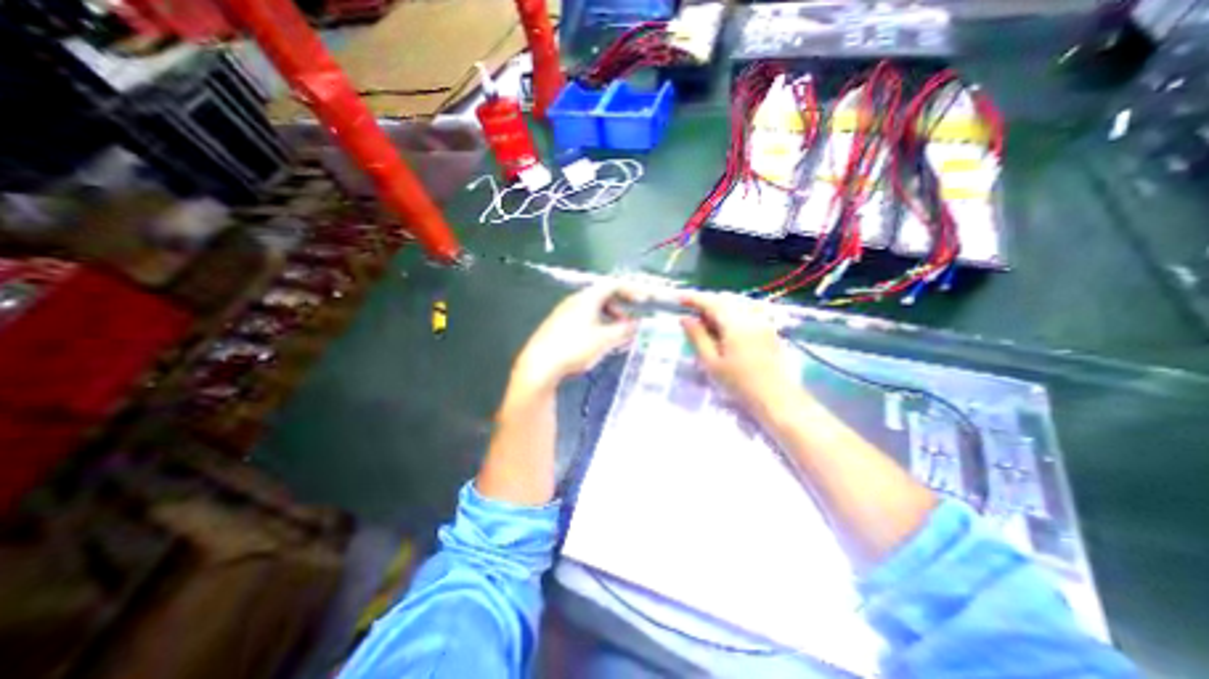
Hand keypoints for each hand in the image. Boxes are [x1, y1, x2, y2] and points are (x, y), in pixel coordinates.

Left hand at [510, 284, 641, 391]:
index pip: (613, 285)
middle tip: (630, 321)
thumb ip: (624, 331)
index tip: (643, 299)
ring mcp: (564, 314)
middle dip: (620, 308)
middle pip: (602, 297)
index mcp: (587, 298)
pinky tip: (598, 342)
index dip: (631, 290)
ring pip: (593, 310)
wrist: (540, 365)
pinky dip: (597, 326)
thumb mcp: (604, 340)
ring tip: (616, 335)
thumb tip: (636, 325)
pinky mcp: (558, 327)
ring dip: (609, 319)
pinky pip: (583, 320)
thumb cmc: (573, 348)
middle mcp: (574, 302)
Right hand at [678, 295, 799, 421]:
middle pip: (726, 299)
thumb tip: (685, 318)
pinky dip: (733, 312)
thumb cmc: (739, 383)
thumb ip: (697, 337)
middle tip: (691, 312)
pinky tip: (728, 326)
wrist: (777, 399)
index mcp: (735, 323)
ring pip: (738, 303)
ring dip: (720, 306)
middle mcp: (751, 316)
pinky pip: (748, 310)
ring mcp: (763, 322)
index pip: (711, 302)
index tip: (679, 299)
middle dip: (707, 302)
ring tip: (708, 320)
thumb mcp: (711, 362)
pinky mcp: (770, 330)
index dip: (694, 298)